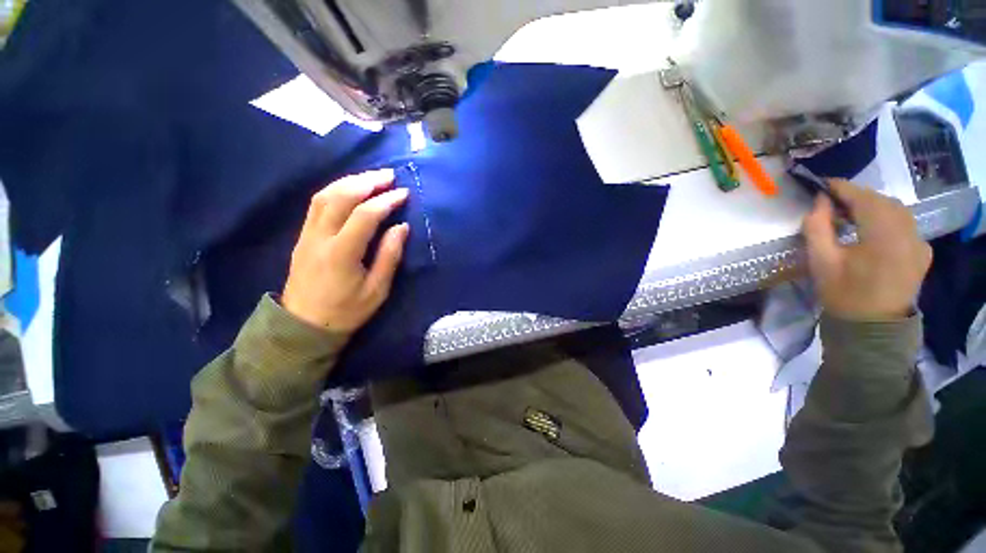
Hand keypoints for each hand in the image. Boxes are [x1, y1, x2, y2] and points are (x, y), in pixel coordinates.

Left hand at [282, 169, 409, 331]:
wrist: (304, 325)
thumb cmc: (347, 311)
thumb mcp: (377, 290)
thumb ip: (389, 256)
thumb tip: (401, 227)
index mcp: (341, 253)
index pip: (364, 215)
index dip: (386, 201)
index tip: (404, 194)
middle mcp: (320, 237)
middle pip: (341, 197)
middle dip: (367, 181)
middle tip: (390, 175)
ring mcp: (307, 235)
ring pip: (324, 196)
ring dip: (350, 181)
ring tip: (372, 177)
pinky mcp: (302, 236)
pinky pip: (316, 204)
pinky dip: (335, 190)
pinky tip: (350, 189)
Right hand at [802, 179, 931, 321]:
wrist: (872, 327)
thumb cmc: (843, 294)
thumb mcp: (821, 261)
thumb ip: (818, 227)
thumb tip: (820, 201)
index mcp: (883, 237)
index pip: (864, 199)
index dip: (842, 188)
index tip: (822, 184)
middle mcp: (908, 234)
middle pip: (883, 202)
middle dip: (857, 196)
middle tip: (833, 201)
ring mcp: (919, 243)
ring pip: (897, 210)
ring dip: (873, 205)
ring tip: (850, 212)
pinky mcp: (922, 251)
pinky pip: (906, 223)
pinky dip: (888, 217)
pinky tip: (873, 227)